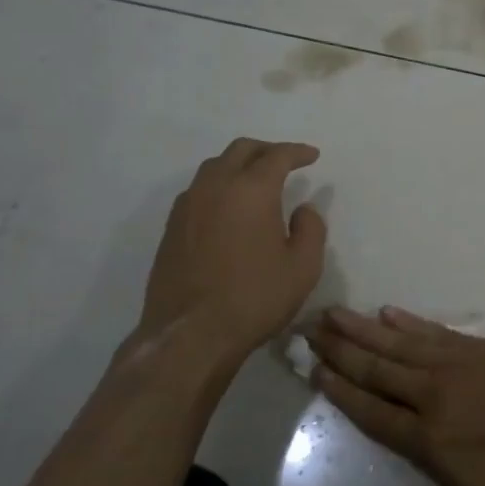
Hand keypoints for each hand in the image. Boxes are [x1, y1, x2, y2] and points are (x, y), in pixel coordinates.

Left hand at [139, 138, 325, 357]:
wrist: (190, 335)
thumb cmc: (254, 298)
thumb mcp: (303, 267)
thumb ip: (311, 229)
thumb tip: (303, 209)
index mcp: (251, 190)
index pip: (277, 156)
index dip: (298, 152)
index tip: (312, 156)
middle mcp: (216, 186)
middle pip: (241, 150)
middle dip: (267, 150)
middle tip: (285, 161)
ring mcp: (188, 205)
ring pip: (215, 167)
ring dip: (238, 165)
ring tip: (256, 180)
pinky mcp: (171, 227)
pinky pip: (198, 190)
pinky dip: (219, 185)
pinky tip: (228, 207)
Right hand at [310, 306, 484, 485]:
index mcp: (428, 436)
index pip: (372, 409)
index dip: (341, 390)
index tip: (315, 370)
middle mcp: (433, 391)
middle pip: (377, 367)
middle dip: (340, 348)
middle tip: (309, 328)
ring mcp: (456, 362)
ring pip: (398, 342)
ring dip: (363, 328)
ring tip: (334, 313)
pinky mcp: (478, 346)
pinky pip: (433, 330)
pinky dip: (407, 320)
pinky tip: (388, 312)